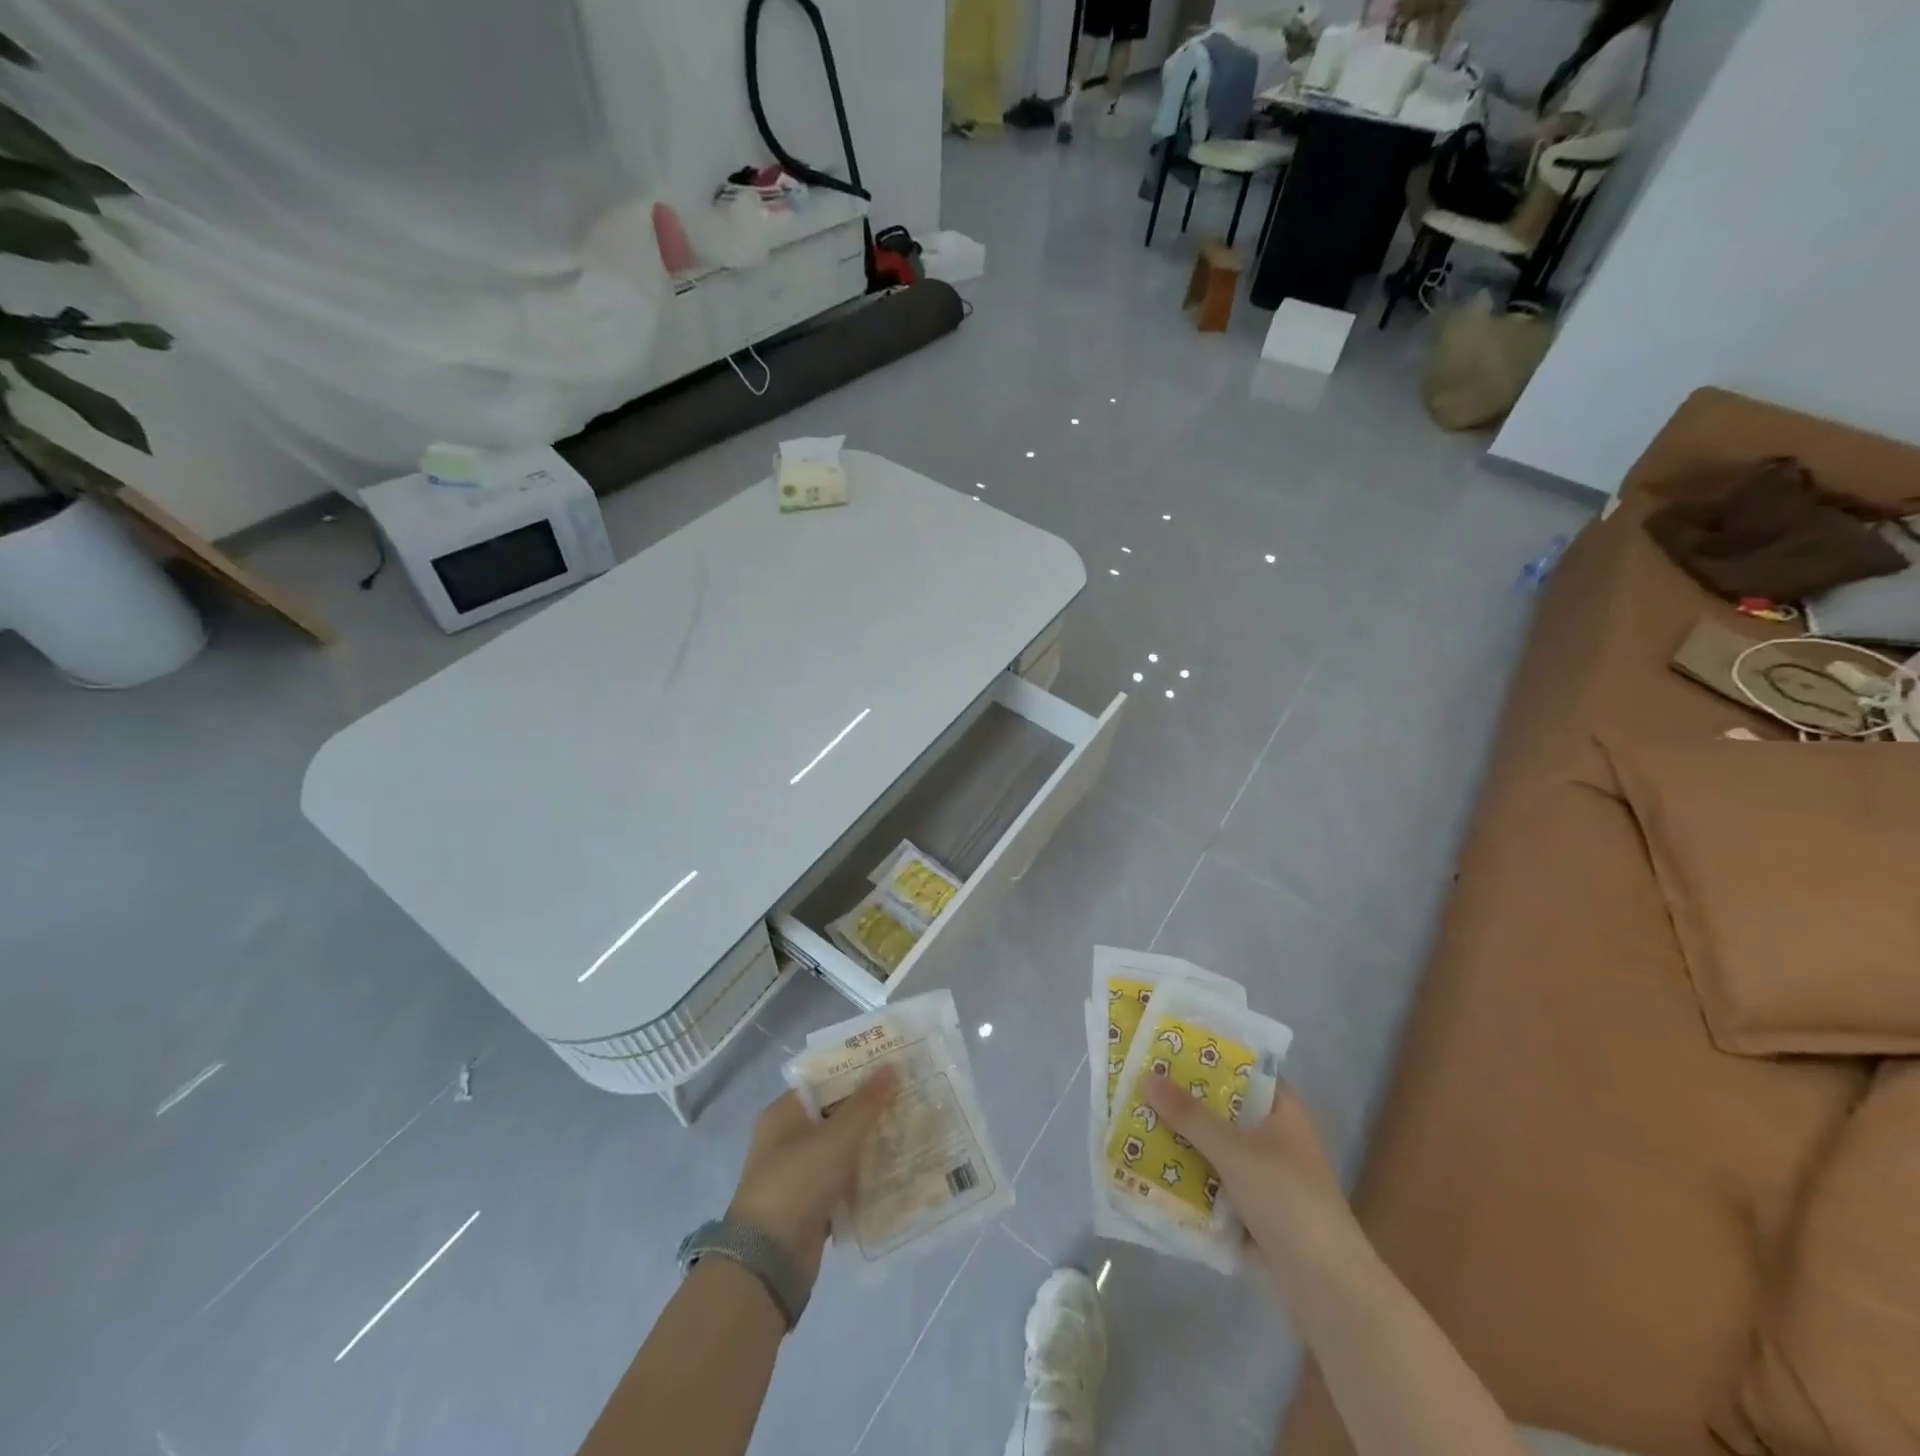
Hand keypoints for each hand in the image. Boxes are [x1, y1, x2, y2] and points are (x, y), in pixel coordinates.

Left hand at [728, 1067, 898, 1281]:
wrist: (769, 1262)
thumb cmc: (797, 1183)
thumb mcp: (835, 1138)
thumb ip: (865, 1104)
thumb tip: (892, 1068)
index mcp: (785, 1114)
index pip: (825, 1081)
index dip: (857, 1072)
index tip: (892, 1067)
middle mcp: (790, 1139)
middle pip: (837, 1114)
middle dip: (871, 1109)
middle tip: (910, 1097)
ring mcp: (801, 1174)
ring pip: (844, 1149)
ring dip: (873, 1144)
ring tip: (912, 1130)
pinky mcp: (813, 1205)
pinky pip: (846, 1181)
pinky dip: (867, 1177)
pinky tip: (899, 1170)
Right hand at [1144, 1072, 1361, 1292]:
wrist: (1324, 1286)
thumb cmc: (1287, 1198)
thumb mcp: (1234, 1150)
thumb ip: (1190, 1115)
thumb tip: (1147, 1076)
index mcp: (1282, 1111)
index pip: (1242, 1069)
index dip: (1207, 1057)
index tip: (1166, 1046)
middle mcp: (1273, 1137)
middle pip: (1221, 1109)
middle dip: (1182, 1101)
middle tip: (1136, 1080)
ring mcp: (1261, 1176)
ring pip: (1212, 1147)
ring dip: (1180, 1140)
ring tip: (1131, 1119)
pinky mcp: (1249, 1210)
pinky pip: (1210, 1183)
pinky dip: (1186, 1177)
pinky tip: (1147, 1166)